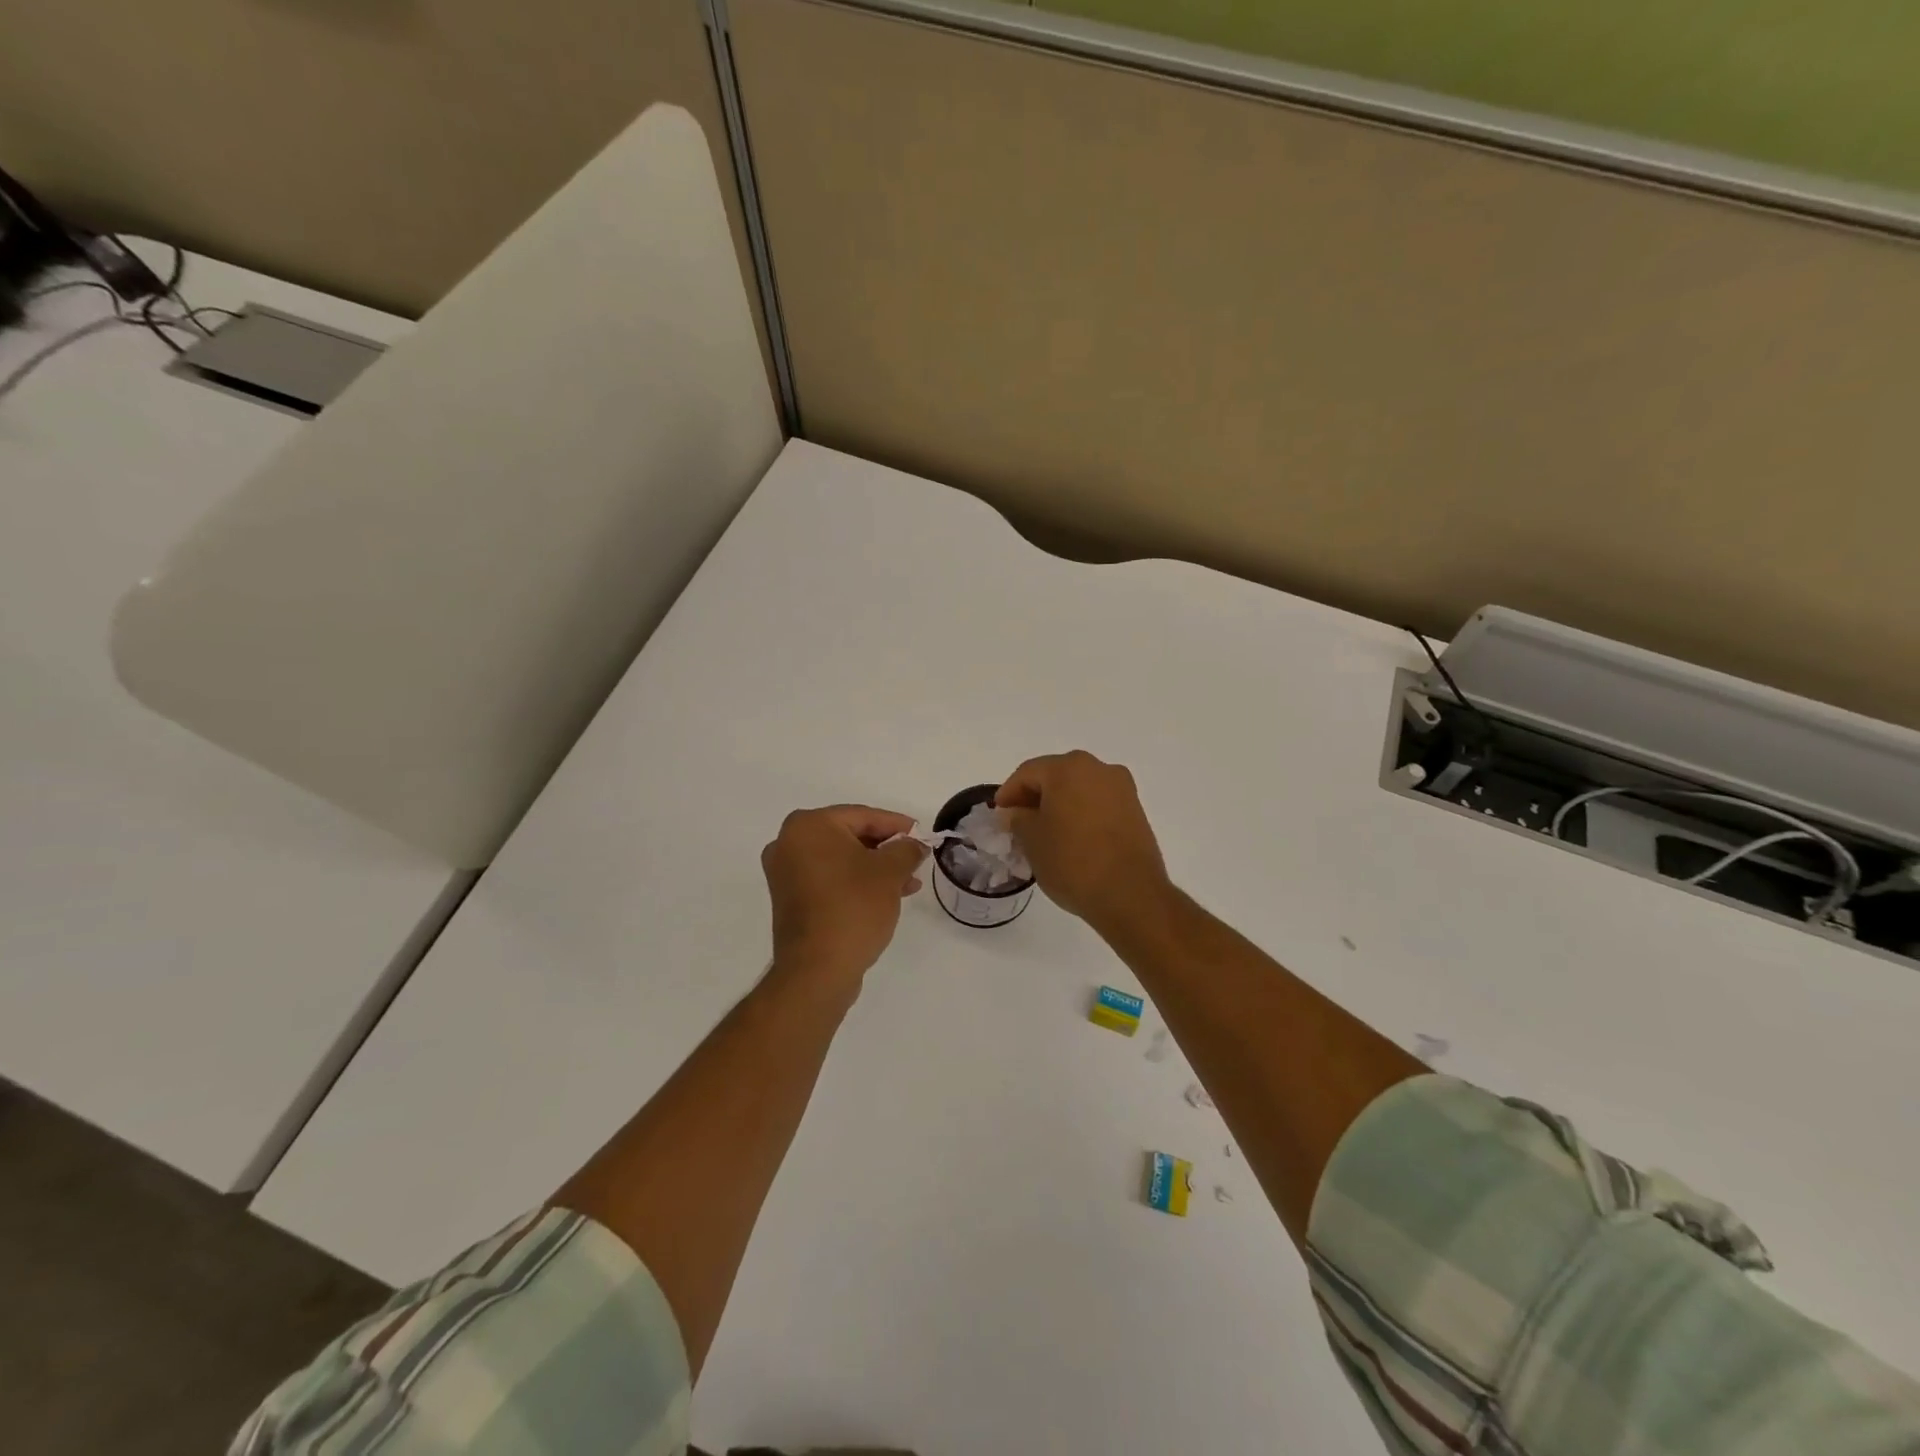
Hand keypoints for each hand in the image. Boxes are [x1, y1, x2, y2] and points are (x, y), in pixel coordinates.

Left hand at [762, 805, 927, 994]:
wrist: (817, 970)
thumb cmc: (853, 908)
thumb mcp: (890, 872)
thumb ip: (906, 849)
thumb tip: (914, 844)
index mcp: (809, 826)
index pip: (862, 816)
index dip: (897, 825)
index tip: (921, 835)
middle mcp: (789, 843)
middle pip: (849, 836)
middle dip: (885, 849)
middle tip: (915, 860)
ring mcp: (785, 873)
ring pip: (840, 859)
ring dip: (874, 868)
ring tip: (907, 884)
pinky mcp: (789, 899)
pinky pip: (828, 878)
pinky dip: (855, 882)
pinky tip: (885, 896)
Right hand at [996, 752, 1170, 932]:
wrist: (1130, 895)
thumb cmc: (1072, 861)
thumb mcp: (1032, 840)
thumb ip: (1017, 818)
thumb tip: (1014, 812)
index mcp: (1068, 768)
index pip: (1028, 773)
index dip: (1008, 793)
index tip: (998, 815)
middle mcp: (1098, 768)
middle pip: (1056, 776)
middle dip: (1034, 796)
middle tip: (1018, 822)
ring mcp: (1121, 788)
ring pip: (1079, 789)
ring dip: (1059, 805)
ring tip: (1045, 832)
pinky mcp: (1136, 810)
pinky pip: (1098, 803)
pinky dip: (1081, 813)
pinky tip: (1071, 837)